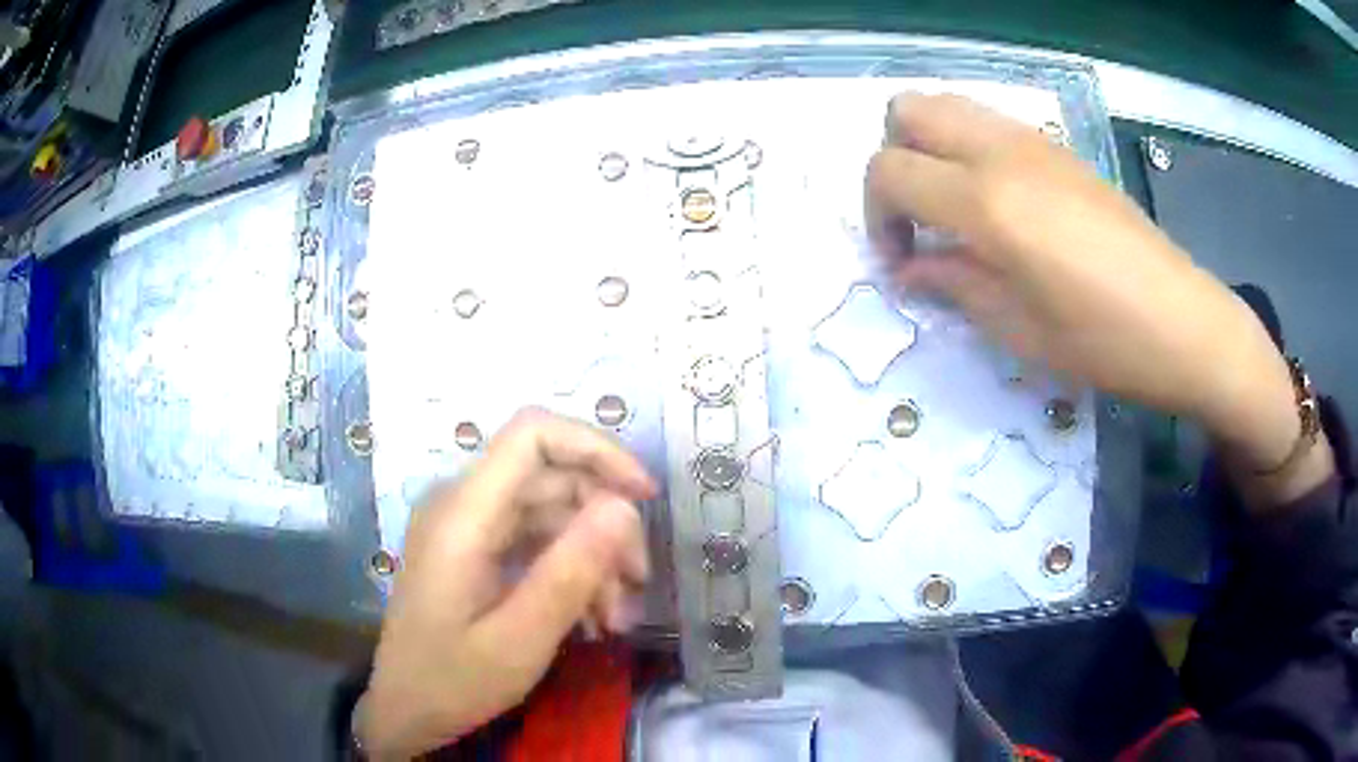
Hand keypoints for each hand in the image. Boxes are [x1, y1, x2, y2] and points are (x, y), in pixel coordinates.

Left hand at [358, 409, 657, 757]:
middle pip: (552, 477)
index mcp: (463, 513)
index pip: (532, 434)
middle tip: (637, 584)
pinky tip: (591, 617)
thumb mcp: (520, 640)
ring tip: (615, 618)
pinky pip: (535, 539)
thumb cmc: (452, 681)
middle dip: (605, 523)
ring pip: (552, 511)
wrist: (404, 709)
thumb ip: (570, 572)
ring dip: (593, 556)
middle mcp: (463, 504)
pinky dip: (570, 570)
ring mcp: (468, 526)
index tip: (643, 496)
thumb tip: (625, 507)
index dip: (596, 448)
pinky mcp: (475, 548)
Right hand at [865, 93, 1329, 505]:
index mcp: (987, 203)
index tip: (902, 258)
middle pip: (907, 111)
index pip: (889, 171)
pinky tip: (1000, 204)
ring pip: (948, 105)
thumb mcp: (1019, 330)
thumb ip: (953, 285)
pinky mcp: (1060, 147)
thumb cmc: (1104, 341)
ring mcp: (1035, 141)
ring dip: (931, 147)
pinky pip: (990, 123)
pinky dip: (969, 148)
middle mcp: (1002, 152)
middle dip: (893, 158)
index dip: (878, 215)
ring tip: (955, 208)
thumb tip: (910, 268)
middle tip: (918, 216)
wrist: (1183, 321)